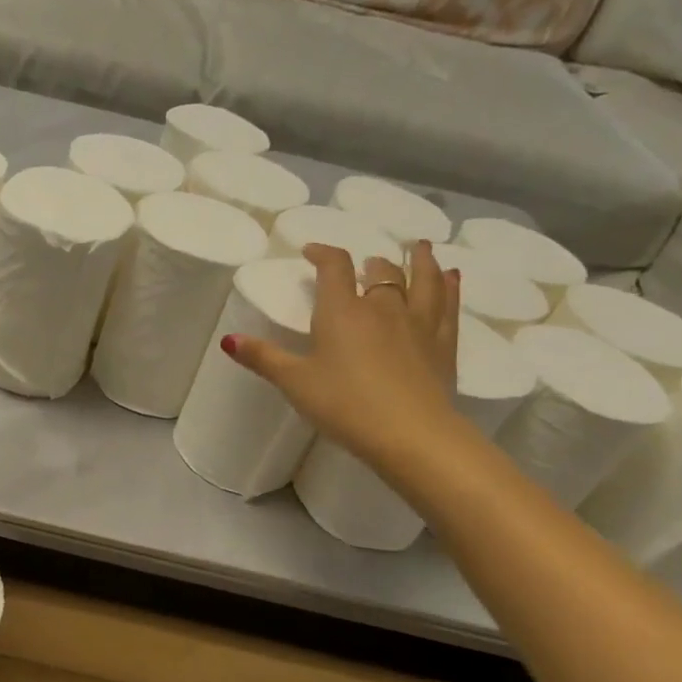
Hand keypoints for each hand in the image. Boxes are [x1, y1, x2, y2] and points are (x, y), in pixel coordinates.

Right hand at [225, 240, 461, 467]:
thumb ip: (263, 358)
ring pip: (423, 280)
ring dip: (420, 261)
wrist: (411, 434)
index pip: (334, 267)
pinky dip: (450, 287)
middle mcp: (382, 307)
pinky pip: (448, 306)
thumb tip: (228, 340)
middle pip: (380, 272)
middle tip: (366, 263)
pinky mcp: (443, 344)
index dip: (323, 253)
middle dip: (370, 263)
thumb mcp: (295, 383)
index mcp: (342, 312)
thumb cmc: (344, 405)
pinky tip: (453, 277)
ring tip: (420, 247)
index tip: (312, 251)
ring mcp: (418, 324)